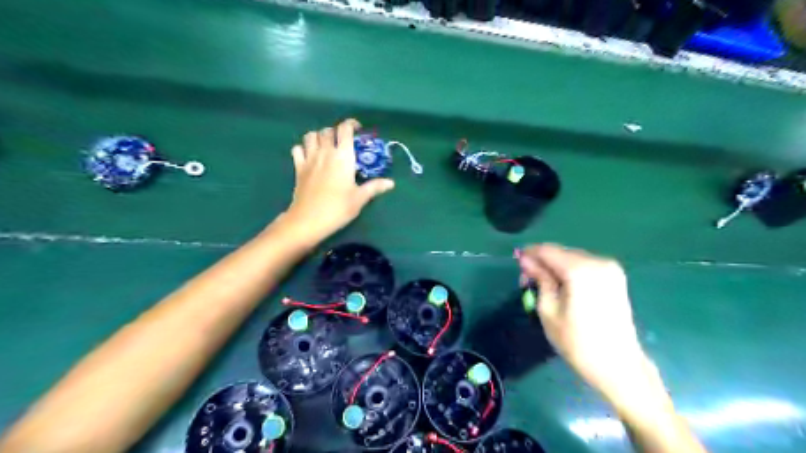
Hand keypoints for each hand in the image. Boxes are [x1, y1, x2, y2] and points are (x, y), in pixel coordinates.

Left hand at [284, 118, 396, 239]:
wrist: (308, 220)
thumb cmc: (338, 208)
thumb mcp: (360, 198)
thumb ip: (374, 187)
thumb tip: (391, 183)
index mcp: (342, 156)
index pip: (345, 129)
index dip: (351, 124)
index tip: (358, 129)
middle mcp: (325, 152)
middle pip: (328, 130)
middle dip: (336, 131)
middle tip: (344, 141)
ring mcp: (309, 159)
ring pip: (310, 136)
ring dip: (319, 136)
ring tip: (326, 145)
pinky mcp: (298, 168)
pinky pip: (297, 149)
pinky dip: (303, 148)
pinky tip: (309, 156)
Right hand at [516, 246, 652, 400]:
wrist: (618, 366)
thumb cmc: (577, 342)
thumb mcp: (548, 310)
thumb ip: (539, 279)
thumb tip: (526, 260)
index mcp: (580, 270)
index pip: (547, 250)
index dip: (529, 254)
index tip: (516, 264)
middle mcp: (598, 262)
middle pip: (561, 253)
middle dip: (542, 263)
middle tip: (527, 282)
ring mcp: (610, 269)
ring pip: (572, 258)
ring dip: (555, 267)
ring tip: (543, 287)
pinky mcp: (616, 277)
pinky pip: (585, 266)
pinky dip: (570, 272)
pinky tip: (562, 287)